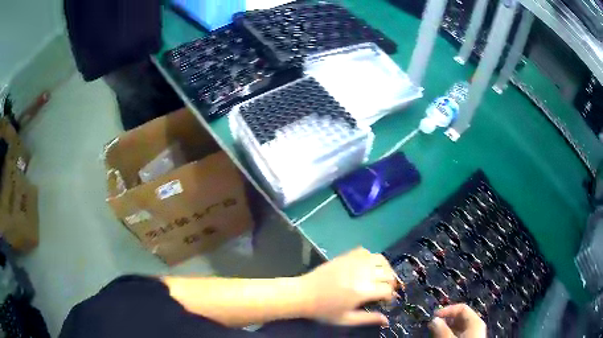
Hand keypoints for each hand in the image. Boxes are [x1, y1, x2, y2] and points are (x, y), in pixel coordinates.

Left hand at [299, 247, 397, 326]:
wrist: (303, 294)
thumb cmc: (324, 310)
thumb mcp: (346, 319)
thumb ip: (368, 319)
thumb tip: (387, 320)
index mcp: (363, 291)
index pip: (388, 289)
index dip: (390, 295)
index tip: (386, 300)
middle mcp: (362, 273)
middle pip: (388, 273)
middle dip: (391, 282)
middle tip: (385, 289)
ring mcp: (354, 262)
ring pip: (380, 259)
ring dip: (385, 268)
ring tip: (381, 276)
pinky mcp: (346, 256)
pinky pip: (366, 251)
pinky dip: (371, 257)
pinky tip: (368, 266)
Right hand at [428, 304, 486, 337]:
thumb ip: (442, 330)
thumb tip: (434, 320)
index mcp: (475, 321)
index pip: (461, 308)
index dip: (447, 310)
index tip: (433, 316)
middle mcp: (476, 326)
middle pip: (460, 318)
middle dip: (445, 321)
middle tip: (432, 326)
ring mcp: (474, 334)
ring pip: (458, 328)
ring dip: (446, 329)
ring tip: (434, 334)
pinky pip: (459, 335)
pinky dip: (449, 335)